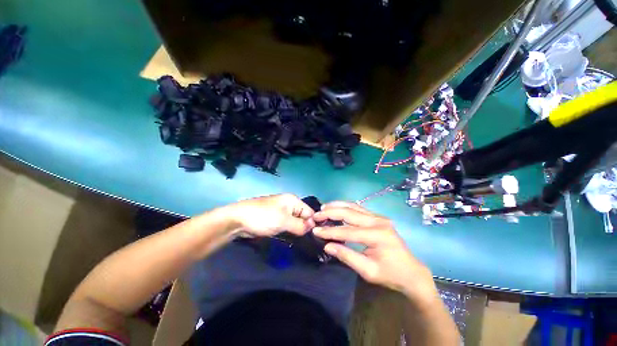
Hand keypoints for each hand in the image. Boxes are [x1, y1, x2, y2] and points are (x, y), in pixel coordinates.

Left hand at [230, 194, 315, 237]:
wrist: (238, 219)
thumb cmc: (263, 217)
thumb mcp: (284, 221)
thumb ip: (300, 225)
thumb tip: (312, 228)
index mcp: (293, 200)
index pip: (310, 212)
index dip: (313, 224)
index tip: (314, 237)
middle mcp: (289, 204)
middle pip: (303, 217)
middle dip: (305, 228)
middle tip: (307, 241)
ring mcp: (281, 211)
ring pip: (295, 222)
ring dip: (297, 230)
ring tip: (300, 241)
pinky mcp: (275, 219)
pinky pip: (287, 225)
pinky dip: (289, 231)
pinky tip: (291, 239)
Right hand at [312, 202, 436, 300]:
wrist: (411, 271)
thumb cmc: (390, 274)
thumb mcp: (368, 271)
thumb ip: (347, 256)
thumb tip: (327, 245)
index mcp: (377, 235)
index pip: (348, 231)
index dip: (330, 231)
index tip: (315, 230)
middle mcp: (378, 221)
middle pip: (350, 212)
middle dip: (331, 212)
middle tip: (317, 215)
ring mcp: (379, 217)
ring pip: (353, 206)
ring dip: (337, 206)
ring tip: (324, 207)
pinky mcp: (378, 217)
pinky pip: (358, 208)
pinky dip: (345, 207)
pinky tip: (337, 208)